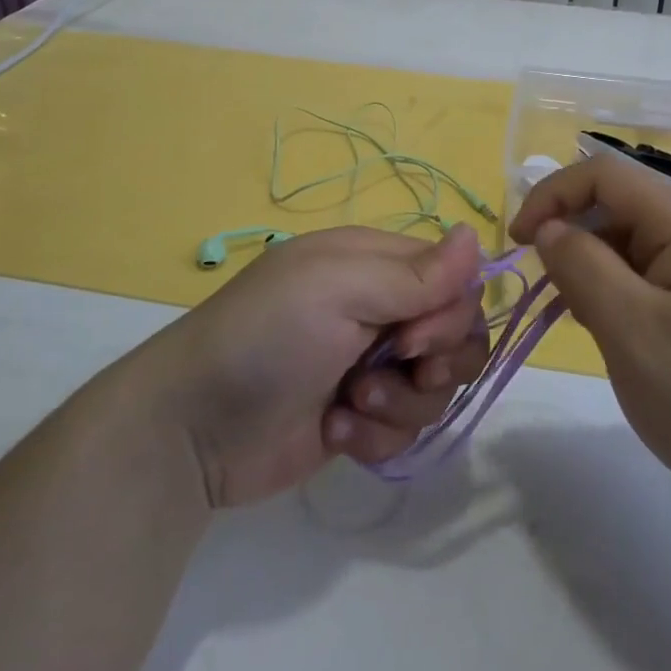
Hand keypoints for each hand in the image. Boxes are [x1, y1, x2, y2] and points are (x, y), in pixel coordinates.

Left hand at [140, 225, 490, 507]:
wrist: (193, 429)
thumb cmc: (267, 337)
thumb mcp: (338, 289)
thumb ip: (414, 273)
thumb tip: (476, 236)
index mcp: (375, 264)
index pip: (454, 279)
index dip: (451, 311)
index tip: (416, 336)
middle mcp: (380, 309)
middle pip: (456, 334)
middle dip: (435, 360)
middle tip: (397, 367)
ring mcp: (371, 365)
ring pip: (436, 386)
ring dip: (400, 402)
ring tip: (350, 403)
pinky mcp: (361, 417)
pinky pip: (406, 427)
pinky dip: (377, 433)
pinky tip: (336, 429)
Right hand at [509, 155, 670, 529]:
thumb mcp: (632, 330)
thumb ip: (582, 267)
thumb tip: (551, 228)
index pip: (605, 175)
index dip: (553, 195)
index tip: (520, 243)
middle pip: (620, 209)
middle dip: (573, 238)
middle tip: (550, 296)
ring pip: (634, 249)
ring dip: (595, 272)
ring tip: (582, 324)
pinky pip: (655, 284)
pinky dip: (621, 299)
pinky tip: (618, 342)